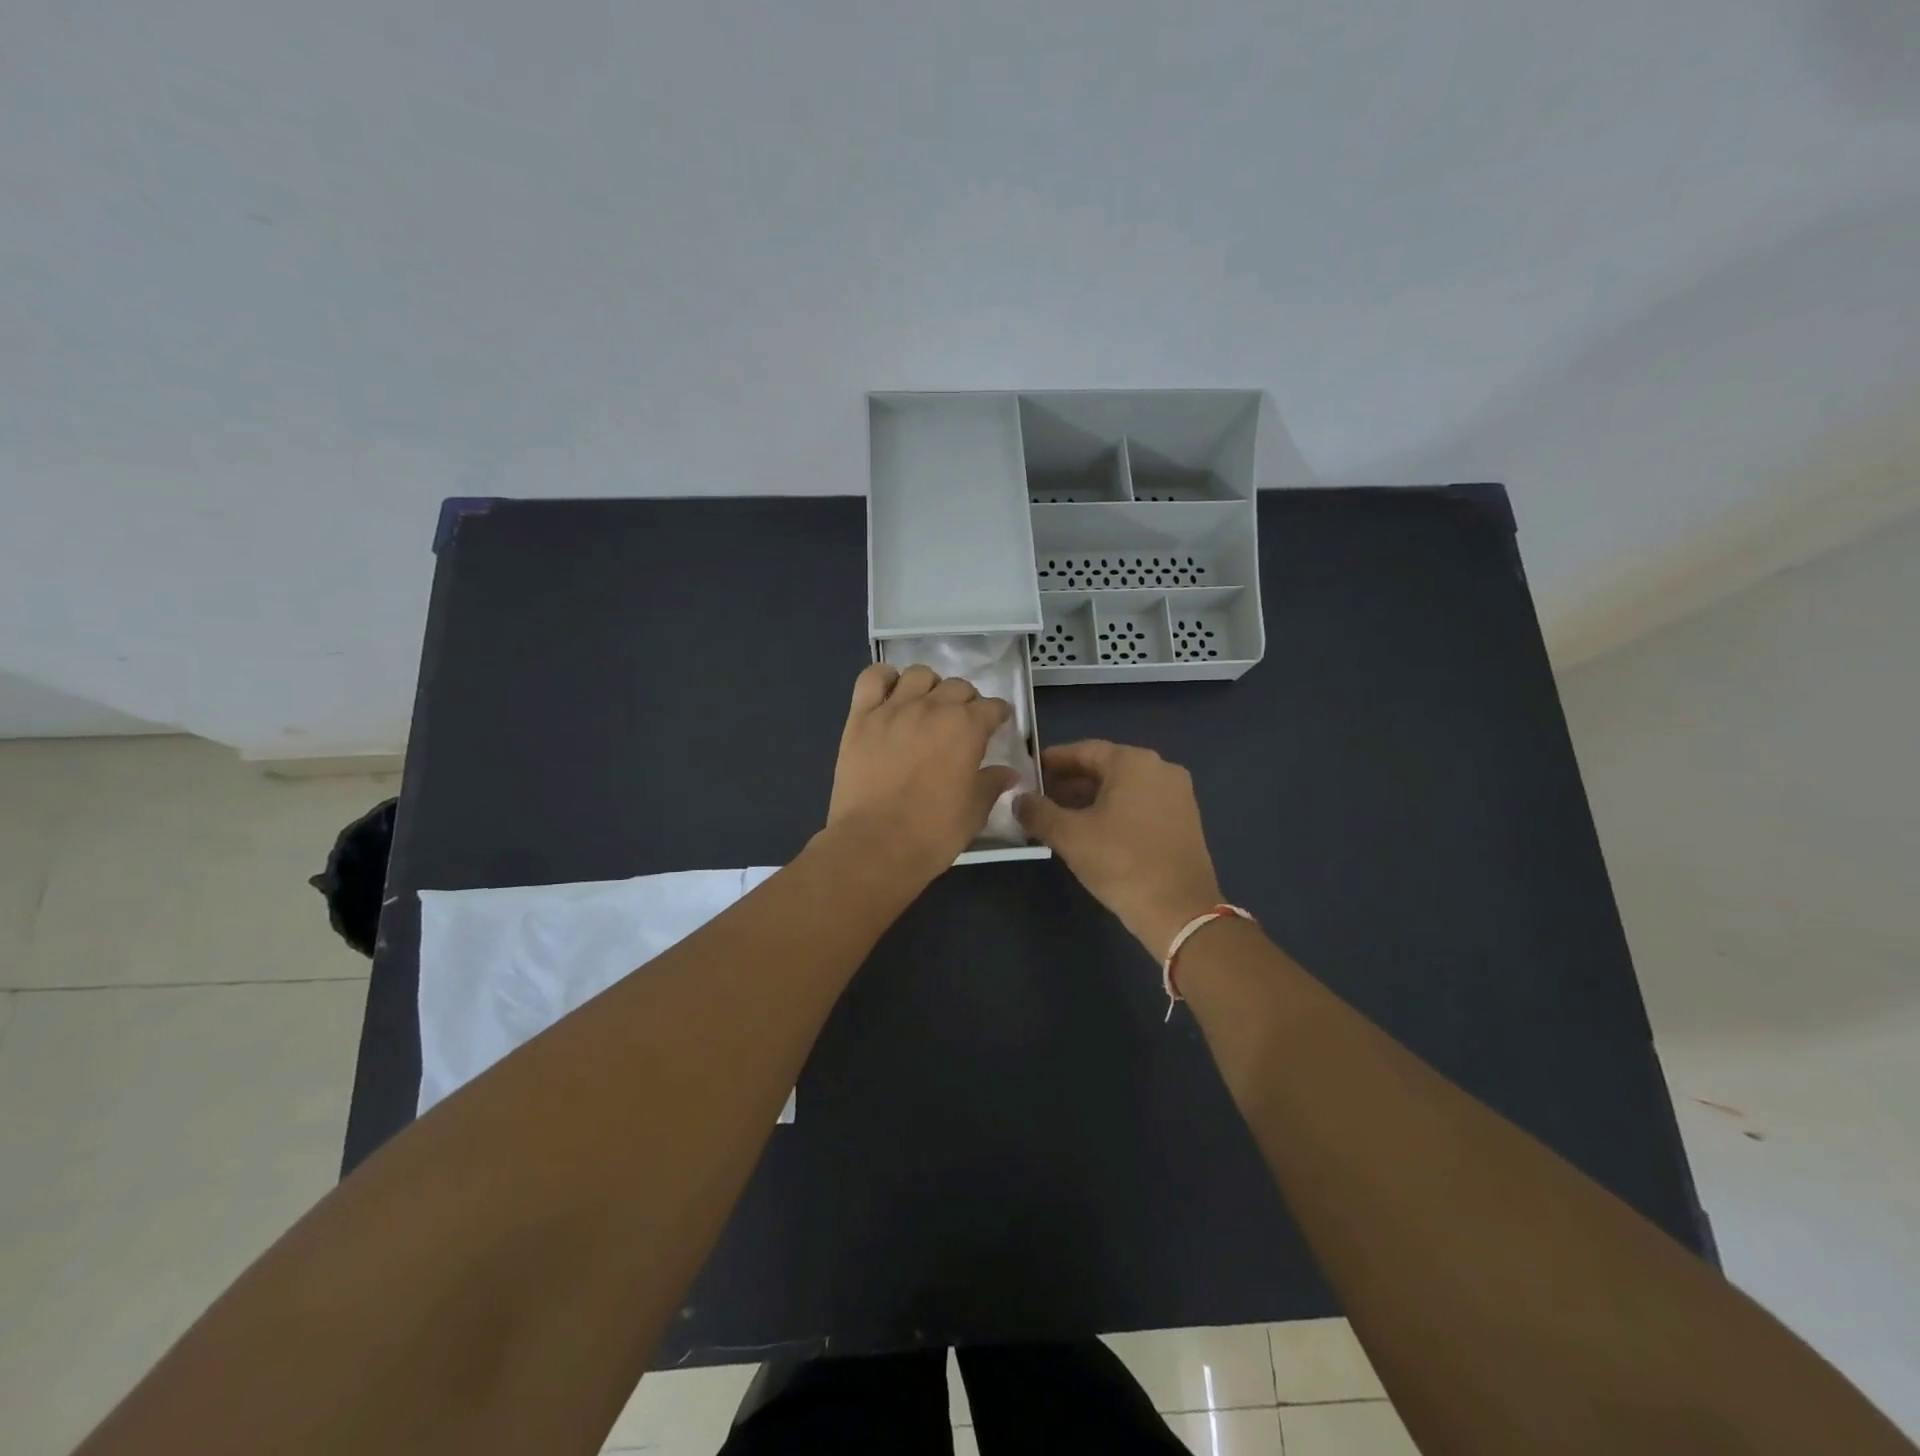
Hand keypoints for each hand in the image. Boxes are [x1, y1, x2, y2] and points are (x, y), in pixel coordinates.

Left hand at [827, 662, 1019, 875]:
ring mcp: (893, 709)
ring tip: (927, 706)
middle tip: (962, 722)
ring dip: (930, 686)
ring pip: (919, 675)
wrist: (876, 844)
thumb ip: (992, 784)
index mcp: (966, 728)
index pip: (992, 707)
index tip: (997, 725)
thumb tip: (1009, 772)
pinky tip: (890, 694)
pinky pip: (872, 679)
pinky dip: (885, 679)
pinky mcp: (860, 718)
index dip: (998, 716)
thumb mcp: (974, 812)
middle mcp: (932, 708)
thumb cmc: (933, 832)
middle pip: (957, 686)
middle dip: (966, 701)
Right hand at [1015, 740, 1223, 959]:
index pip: (1083, 751)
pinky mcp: (1184, 820)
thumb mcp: (1070, 836)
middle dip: (1070, 782)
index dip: (1052, 761)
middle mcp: (1160, 768)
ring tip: (1059, 818)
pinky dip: (1114, 811)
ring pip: (1123, 788)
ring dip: (1090, 799)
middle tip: (1039, 799)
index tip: (1028, 772)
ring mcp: (1177, 794)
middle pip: (1105, 767)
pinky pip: (1140, 804)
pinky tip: (1092, 832)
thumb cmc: (1121, 863)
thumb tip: (1017, 800)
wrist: (1180, 911)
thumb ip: (1038, 812)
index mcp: (1134, 762)